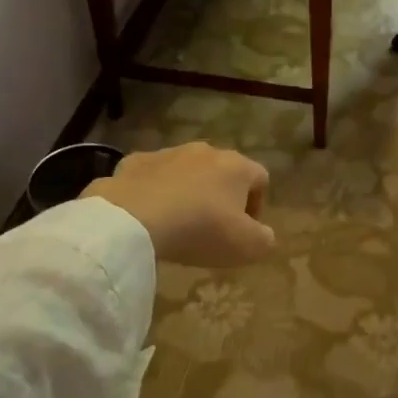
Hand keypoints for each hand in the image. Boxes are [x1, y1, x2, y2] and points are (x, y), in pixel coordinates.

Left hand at [82, 142, 275, 266]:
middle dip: (221, 197)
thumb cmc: (200, 230)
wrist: (133, 219)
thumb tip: (264, 234)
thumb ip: (264, 239)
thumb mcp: (247, 247)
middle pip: (223, 172)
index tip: (245, 231)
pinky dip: (154, 192)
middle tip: (212, 228)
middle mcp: (205, 150)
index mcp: (236, 166)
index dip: (258, 205)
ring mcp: (168, 152)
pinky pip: (152, 176)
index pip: (261, 178)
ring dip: (188, 192)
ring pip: (186, 171)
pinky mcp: (134, 161)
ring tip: (178, 224)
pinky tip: (148, 216)